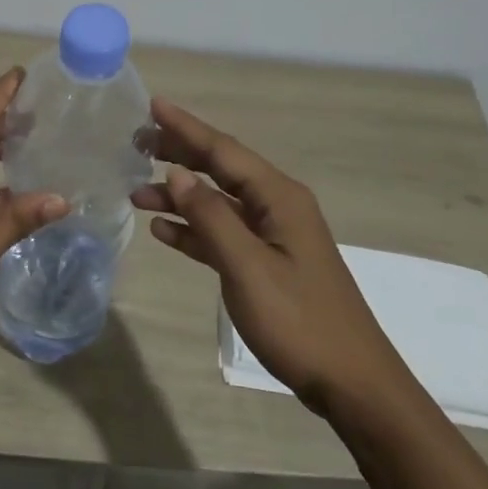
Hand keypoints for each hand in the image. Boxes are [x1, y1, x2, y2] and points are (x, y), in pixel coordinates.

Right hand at [133, 98, 401, 415]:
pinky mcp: (267, 263)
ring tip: (135, 192)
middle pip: (220, 168)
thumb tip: (177, 171)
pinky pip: (223, 234)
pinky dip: (193, 229)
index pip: (223, 149)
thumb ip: (210, 216)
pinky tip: (163, 230)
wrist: (352, 384)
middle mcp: (276, 206)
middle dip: (179, 154)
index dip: (185, 127)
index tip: (151, 104)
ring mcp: (273, 235)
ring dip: (179, 196)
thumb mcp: (248, 267)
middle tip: (136, 143)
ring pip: (217, 202)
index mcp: (278, 197)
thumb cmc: (299, 321)